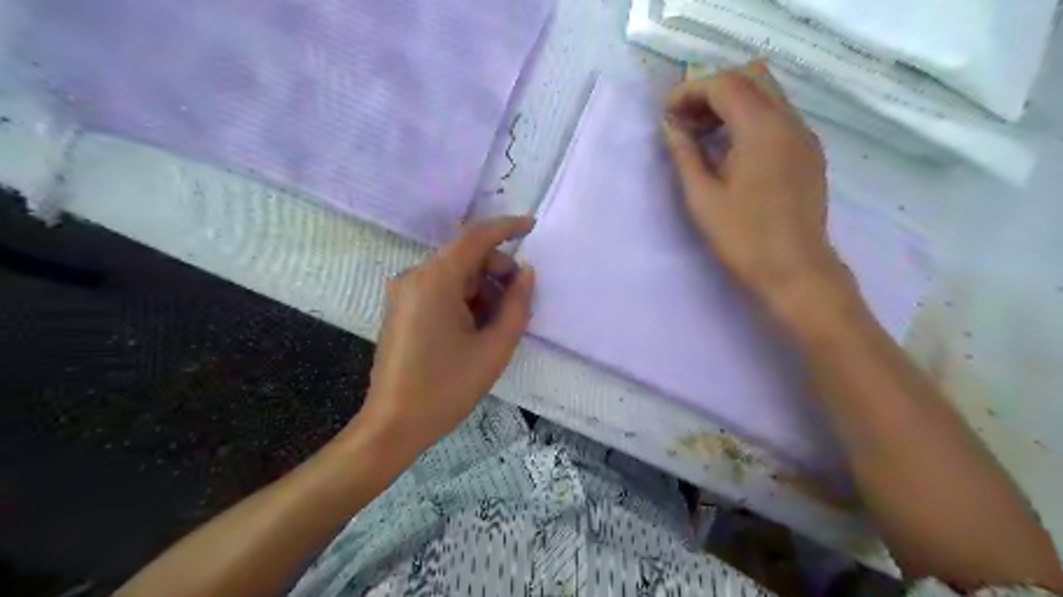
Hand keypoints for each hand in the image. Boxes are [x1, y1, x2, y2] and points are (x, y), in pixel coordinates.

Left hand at [357, 217, 536, 455]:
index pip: (476, 237)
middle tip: (519, 301)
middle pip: (466, 256)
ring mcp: (404, 292)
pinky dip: (465, 298)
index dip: (507, 227)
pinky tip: (476, 328)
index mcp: (435, 281)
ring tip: (498, 324)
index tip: (532, 225)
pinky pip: (441, 289)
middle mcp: (415, 276)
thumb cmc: (447, 388)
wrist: (393, 425)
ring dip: (483, 288)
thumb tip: (526, 273)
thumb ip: (517, 305)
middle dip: (497, 270)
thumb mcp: (494, 348)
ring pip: (455, 274)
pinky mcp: (402, 307)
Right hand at [663, 66, 852, 316]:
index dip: (690, 91)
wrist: (795, 270)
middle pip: (750, 78)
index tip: (666, 113)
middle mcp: (789, 120)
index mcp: (762, 128)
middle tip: (684, 119)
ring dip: (731, 103)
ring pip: (767, 95)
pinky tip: (731, 148)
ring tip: (702, 133)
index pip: (724, 84)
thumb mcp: (703, 197)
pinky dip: (750, 118)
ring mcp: (804, 135)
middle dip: (711, 90)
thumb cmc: (743, 237)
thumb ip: (685, 154)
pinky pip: (778, 117)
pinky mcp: (809, 153)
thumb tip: (671, 126)